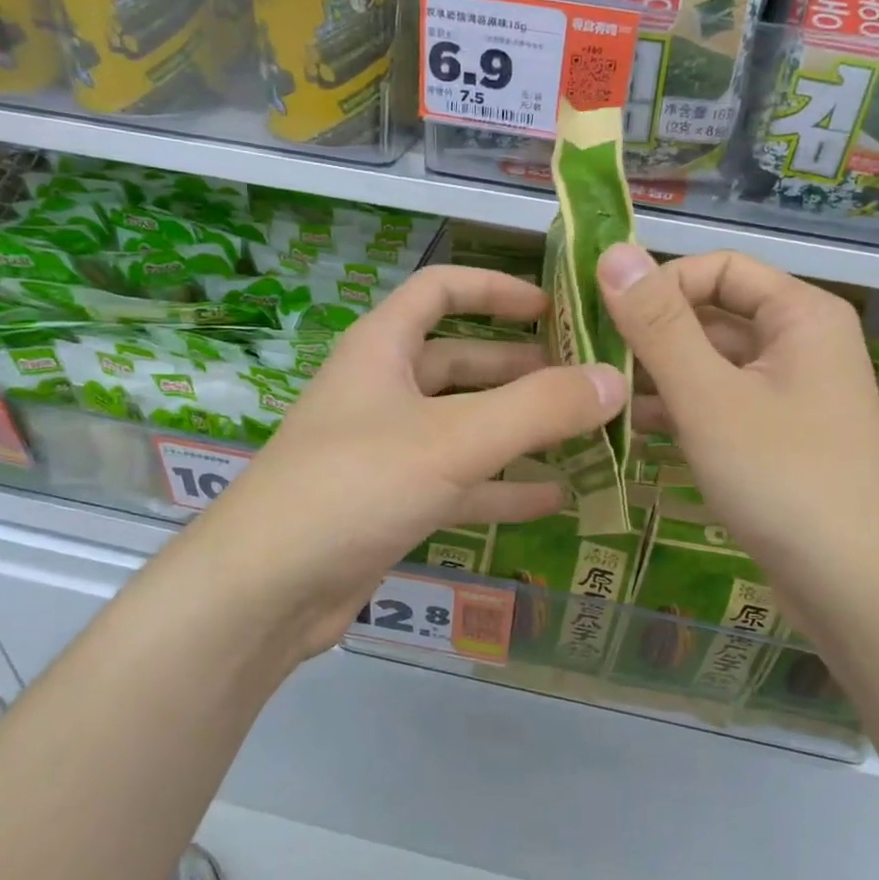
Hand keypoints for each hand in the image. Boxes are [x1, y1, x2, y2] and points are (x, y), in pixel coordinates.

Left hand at [173, 266, 625, 661]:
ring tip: (583, 435)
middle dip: (522, 369)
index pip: (440, 290)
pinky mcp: (390, 502)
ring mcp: (385, 449)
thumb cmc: (356, 485)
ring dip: (519, 430)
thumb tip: (612, 381)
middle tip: (585, 382)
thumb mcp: (454, 440)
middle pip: (461, 362)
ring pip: (463, 425)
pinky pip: (457, 481)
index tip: (553, 307)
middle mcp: (382, 390)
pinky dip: (501, 486)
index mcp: (382, 349)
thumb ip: (538, 408)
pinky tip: (553, 498)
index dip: (495, 289)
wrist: (267, 590)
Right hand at [598, 244, 878, 614]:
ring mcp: (789, 394)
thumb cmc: (784, 477)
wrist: (856, 589)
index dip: (661, 284)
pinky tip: (629, 429)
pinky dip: (678, 410)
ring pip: (710, 364)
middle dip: (651, 335)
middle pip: (712, 315)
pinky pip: (719, 404)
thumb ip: (658, 324)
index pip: (717, 268)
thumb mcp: (709, 396)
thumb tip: (613, 251)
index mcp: (799, 315)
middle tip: (587, 360)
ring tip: (597, 396)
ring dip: (656, 375)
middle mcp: (799, 344)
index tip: (607, 319)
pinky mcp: (776, 438)